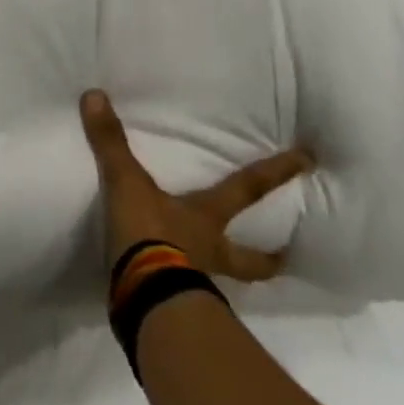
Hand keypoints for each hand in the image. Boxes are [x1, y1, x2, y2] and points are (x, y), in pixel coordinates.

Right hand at [80, 89, 311, 282]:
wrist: (144, 298)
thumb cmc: (149, 235)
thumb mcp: (126, 183)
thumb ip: (111, 143)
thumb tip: (95, 95)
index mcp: (206, 218)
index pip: (247, 188)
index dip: (276, 173)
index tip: (309, 161)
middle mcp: (210, 251)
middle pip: (249, 257)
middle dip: (268, 257)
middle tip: (286, 257)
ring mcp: (197, 283)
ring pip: (224, 281)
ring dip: (230, 278)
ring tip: (226, 280)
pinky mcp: (176, 308)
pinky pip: (187, 299)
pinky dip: (185, 296)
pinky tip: (174, 295)